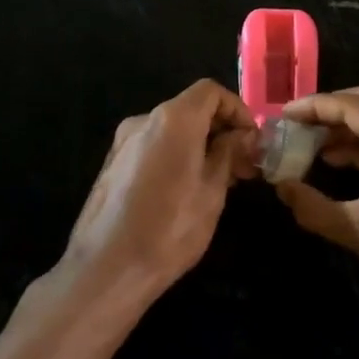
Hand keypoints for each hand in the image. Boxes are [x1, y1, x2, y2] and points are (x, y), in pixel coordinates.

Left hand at [61, 79, 257, 307]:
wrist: (107, 267)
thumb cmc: (169, 229)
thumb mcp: (212, 192)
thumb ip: (228, 154)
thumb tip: (241, 135)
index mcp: (173, 119)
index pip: (210, 91)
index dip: (237, 110)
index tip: (251, 141)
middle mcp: (144, 120)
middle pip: (190, 108)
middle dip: (220, 130)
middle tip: (243, 166)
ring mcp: (123, 141)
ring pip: (171, 130)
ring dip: (199, 145)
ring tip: (220, 182)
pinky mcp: (112, 163)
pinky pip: (152, 147)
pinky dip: (175, 155)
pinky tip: (186, 190)